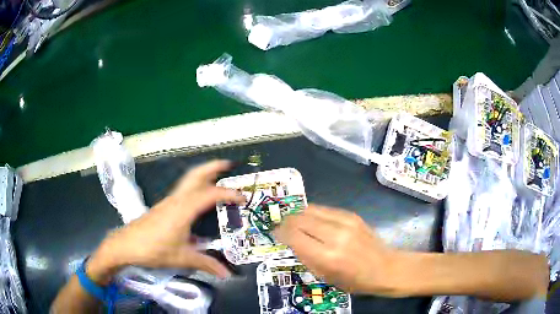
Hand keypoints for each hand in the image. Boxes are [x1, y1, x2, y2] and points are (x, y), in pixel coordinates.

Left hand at [86, 160, 244, 284]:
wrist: (126, 244)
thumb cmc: (153, 249)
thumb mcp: (182, 258)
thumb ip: (206, 264)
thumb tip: (227, 274)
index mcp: (183, 210)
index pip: (210, 194)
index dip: (228, 193)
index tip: (243, 198)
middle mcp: (177, 200)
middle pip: (195, 175)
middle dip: (212, 167)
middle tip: (229, 164)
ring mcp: (169, 201)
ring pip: (188, 180)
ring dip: (204, 175)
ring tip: (218, 177)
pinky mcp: (164, 206)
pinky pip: (183, 190)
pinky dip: (195, 186)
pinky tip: (199, 199)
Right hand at [274, 204, 399, 294]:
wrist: (385, 268)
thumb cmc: (354, 280)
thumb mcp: (325, 276)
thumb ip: (306, 257)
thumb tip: (291, 241)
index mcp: (326, 256)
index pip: (293, 236)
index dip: (280, 233)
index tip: (275, 234)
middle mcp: (334, 235)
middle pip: (299, 218)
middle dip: (287, 222)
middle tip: (282, 227)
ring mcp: (345, 222)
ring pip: (311, 209)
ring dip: (299, 215)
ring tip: (295, 222)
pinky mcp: (352, 215)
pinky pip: (325, 209)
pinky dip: (314, 213)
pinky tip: (313, 221)